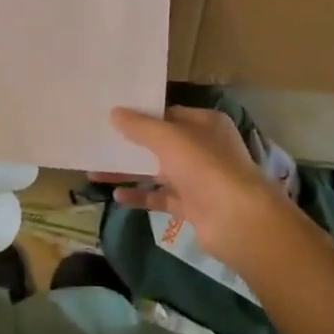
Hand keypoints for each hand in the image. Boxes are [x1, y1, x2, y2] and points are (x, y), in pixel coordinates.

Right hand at [104, 106, 298, 263]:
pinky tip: (116, 196)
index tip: (112, 116)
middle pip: (161, 143)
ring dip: (130, 171)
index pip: (169, 114)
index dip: (142, 115)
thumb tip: (115, 112)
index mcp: (205, 124)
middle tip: (99, 142)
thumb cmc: (205, 167)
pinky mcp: (192, 207)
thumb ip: (140, 126)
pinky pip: (161, 197)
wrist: (238, 221)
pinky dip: (140, 196)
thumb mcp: (168, 138)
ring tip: (96, 170)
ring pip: (157, 171)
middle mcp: (204, 149)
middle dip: (130, 145)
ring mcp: (199, 180)